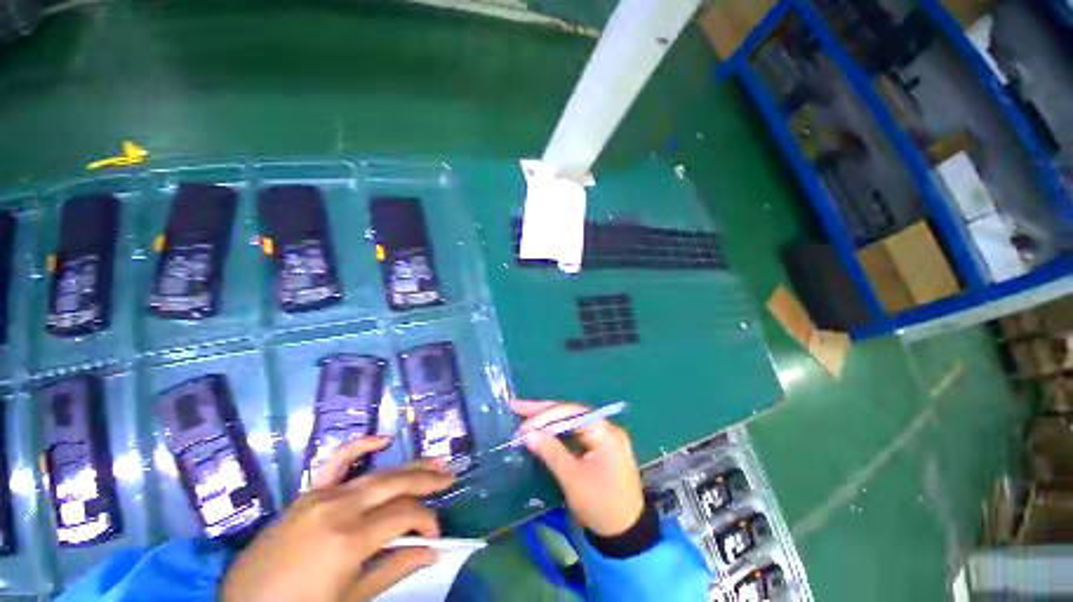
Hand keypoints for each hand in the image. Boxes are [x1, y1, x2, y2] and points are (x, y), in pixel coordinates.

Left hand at [222, 437, 453, 601]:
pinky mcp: (306, 494)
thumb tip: (433, 550)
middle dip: (427, 480)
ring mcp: (320, 496)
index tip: (435, 536)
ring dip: (408, 466)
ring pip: (376, 472)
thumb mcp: (351, 600)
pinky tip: (384, 439)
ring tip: (434, 461)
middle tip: (450, 476)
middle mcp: (338, 508)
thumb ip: (394, 567)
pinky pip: (336, 461)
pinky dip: (361, 446)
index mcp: (349, 539)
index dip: (427, 521)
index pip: (404, 515)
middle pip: (395, 484)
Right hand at [511, 400, 644, 536]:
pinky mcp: (598, 449)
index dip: (545, 416)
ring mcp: (602, 438)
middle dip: (543, 412)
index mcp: (605, 431)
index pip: (571, 412)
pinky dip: (557, 434)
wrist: (627, 536)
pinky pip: (574, 436)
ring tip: (523, 415)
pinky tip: (541, 432)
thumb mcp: (573, 479)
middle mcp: (605, 428)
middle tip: (517, 406)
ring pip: (570, 423)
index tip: (523, 425)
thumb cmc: (601, 505)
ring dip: (548, 422)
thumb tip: (528, 434)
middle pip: (570, 413)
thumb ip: (551, 452)